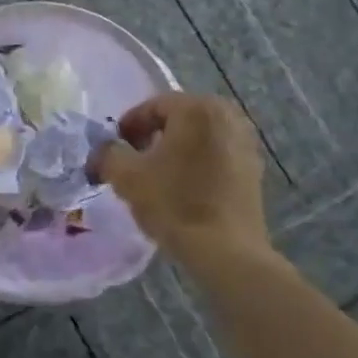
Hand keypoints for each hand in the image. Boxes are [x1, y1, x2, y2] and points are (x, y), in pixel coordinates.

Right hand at [92, 93, 269, 258]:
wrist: (225, 250)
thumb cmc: (174, 204)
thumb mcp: (126, 176)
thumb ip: (108, 153)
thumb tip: (103, 150)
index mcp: (196, 108)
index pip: (152, 106)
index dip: (128, 126)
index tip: (114, 149)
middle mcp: (226, 115)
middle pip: (178, 119)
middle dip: (153, 136)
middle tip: (133, 161)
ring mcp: (245, 141)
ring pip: (199, 137)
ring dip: (176, 150)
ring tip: (158, 176)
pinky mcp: (254, 168)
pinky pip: (216, 154)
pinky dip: (197, 163)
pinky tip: (184, 187)